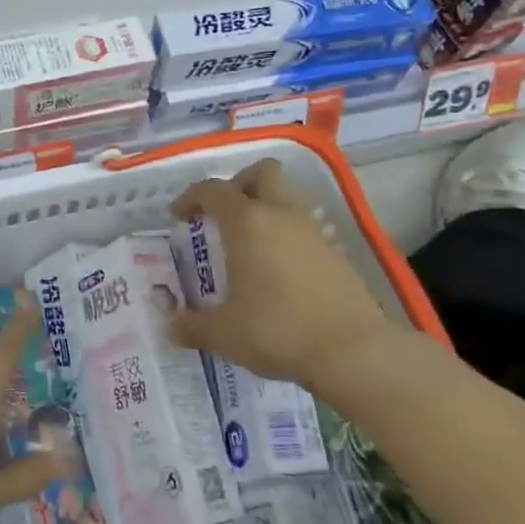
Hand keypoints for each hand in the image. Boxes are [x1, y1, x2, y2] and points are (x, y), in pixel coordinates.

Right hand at [169, 158, 394, 391]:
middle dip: (238, 183)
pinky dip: (286, 238)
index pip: (213, 190)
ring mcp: (313, 231)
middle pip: (262, 173)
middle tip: (221, 213)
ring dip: (265, 209)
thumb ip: (191, 326)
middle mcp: (281, 215)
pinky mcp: (336, 253)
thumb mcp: (223, 334)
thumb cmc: (277, 331)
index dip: (191, 197)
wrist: (352, 351)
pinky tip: (278, 272)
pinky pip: (304, 229)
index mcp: (247, 223)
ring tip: (248, 245)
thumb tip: (171, 326)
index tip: (179, 215)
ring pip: (287, 199)